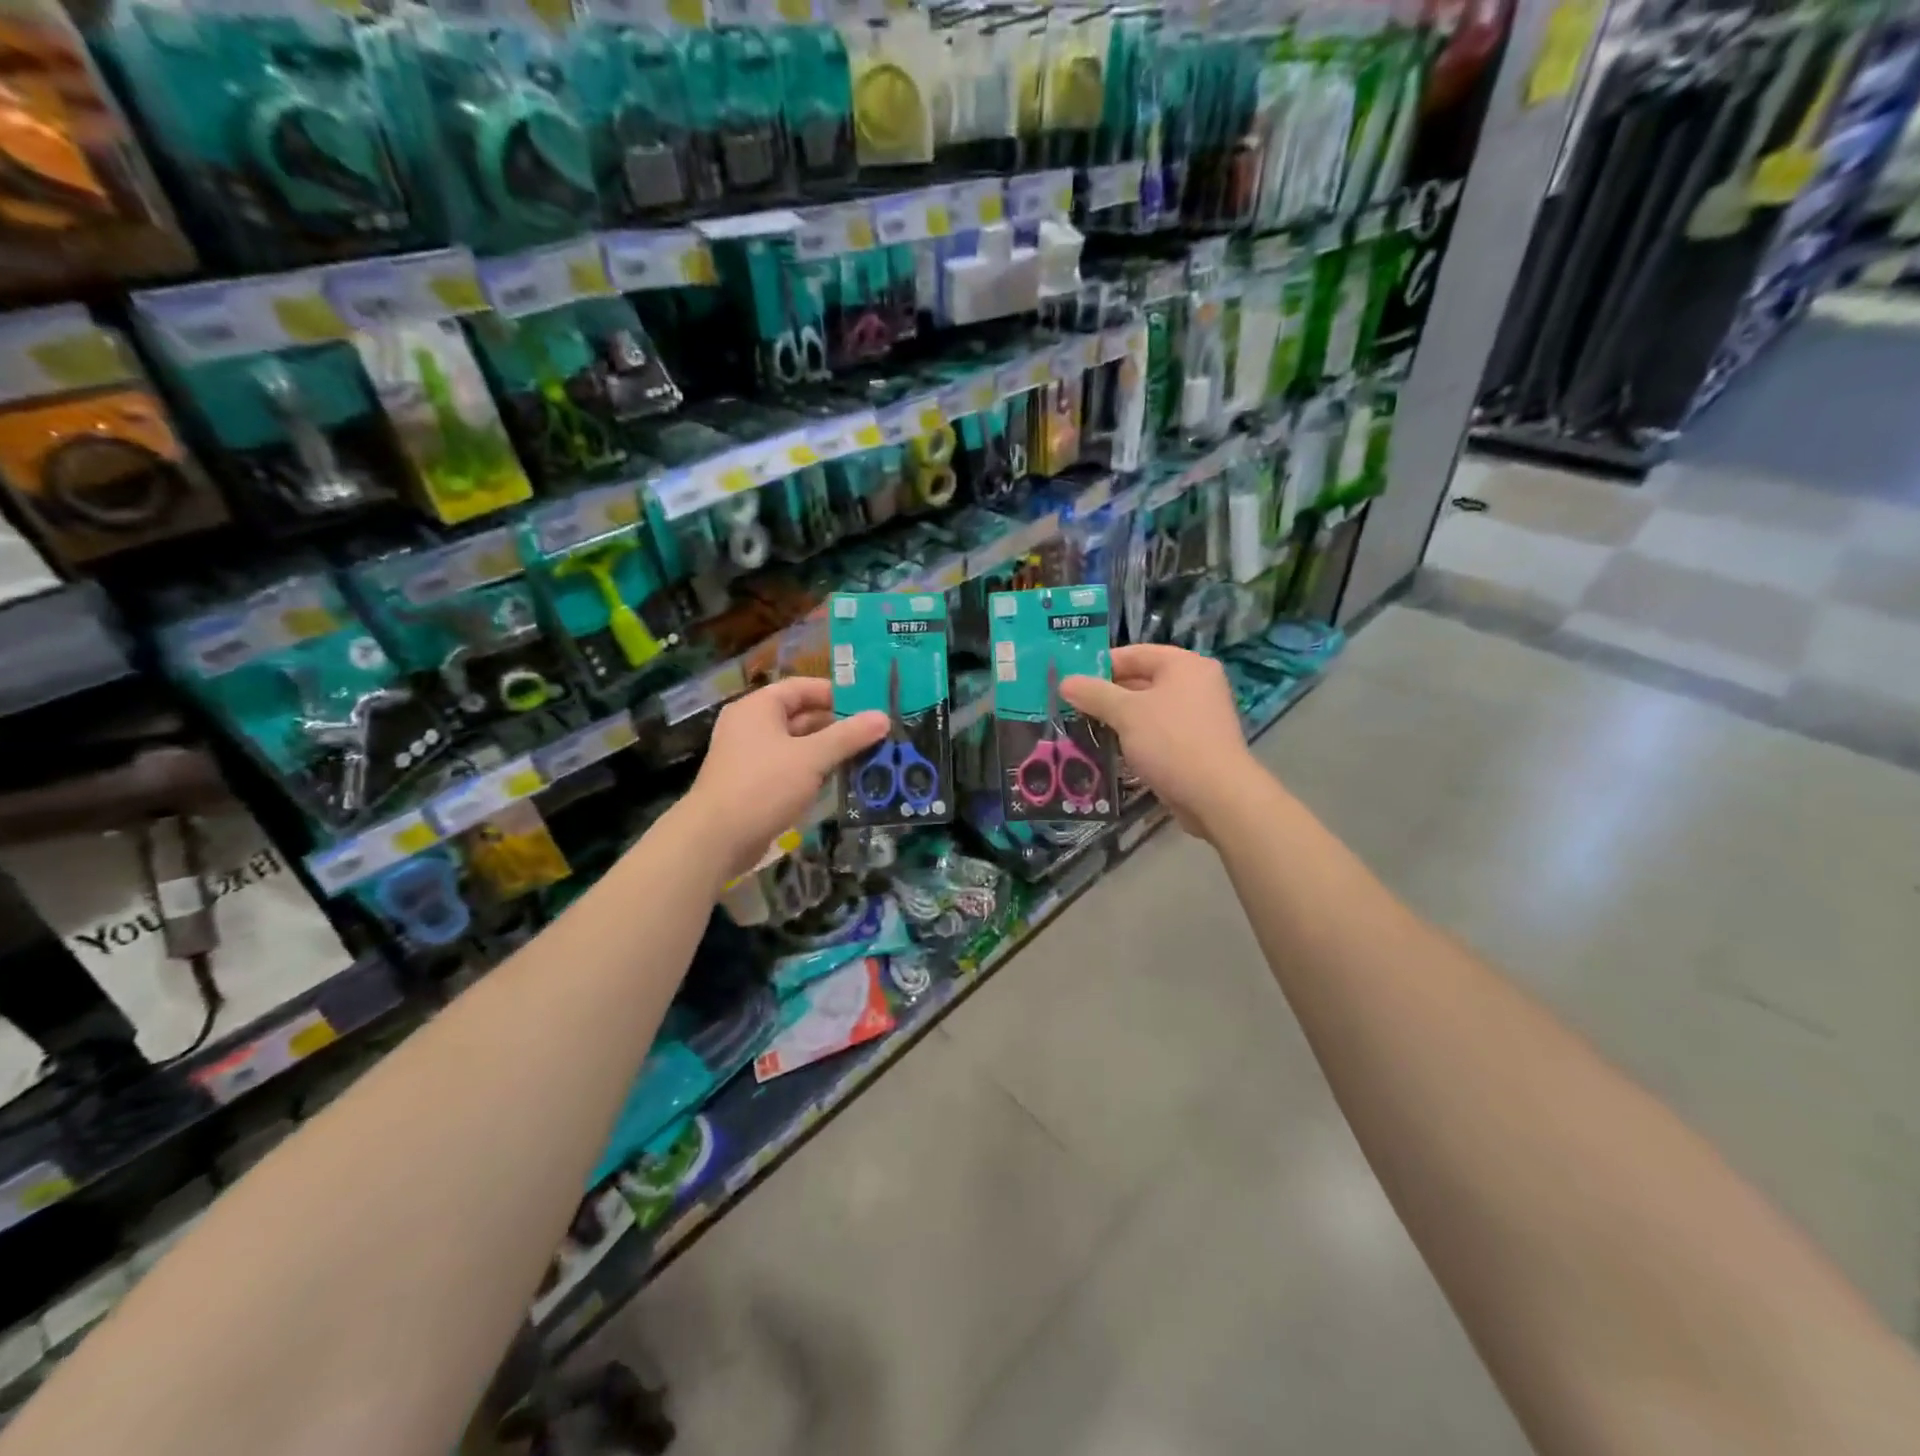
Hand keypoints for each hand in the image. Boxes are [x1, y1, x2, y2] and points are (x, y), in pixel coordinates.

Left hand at [682, 678, 887, 878]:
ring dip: (828, 750)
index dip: (836, 693)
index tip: (869, 703)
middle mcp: (752, 725)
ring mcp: (750, 756)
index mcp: (759, 707)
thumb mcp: (811, 757)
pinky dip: (813, 770)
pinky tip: (840, 779)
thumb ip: (848, 736)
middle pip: (801, 715)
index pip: (802, 687)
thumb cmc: (763, 786)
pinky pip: (790, 767)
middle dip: (837, 725)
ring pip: (797, 744)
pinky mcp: (753, 784)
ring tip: (867, 755)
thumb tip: (883, 717)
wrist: (716, 838)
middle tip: (875, 733)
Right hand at [1060, 645, 1258, 838]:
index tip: (1072, 681)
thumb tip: (1065, 682)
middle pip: (1141, 680)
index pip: (1135, 653)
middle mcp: (1195, 684)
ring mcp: (1197, 716)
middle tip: (1071, 707)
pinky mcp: (1195, 744)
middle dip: (1106, 695)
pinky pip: (1157, 732)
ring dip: (1117, 718)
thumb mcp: (1126, 713)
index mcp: (1184, 665)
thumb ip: (1094, 694)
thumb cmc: (1171, 741)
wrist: (1216, 795)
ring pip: (1147, 709)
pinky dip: (1134, 737)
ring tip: (1083, 728)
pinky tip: (1109, 749)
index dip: (1101, 665)